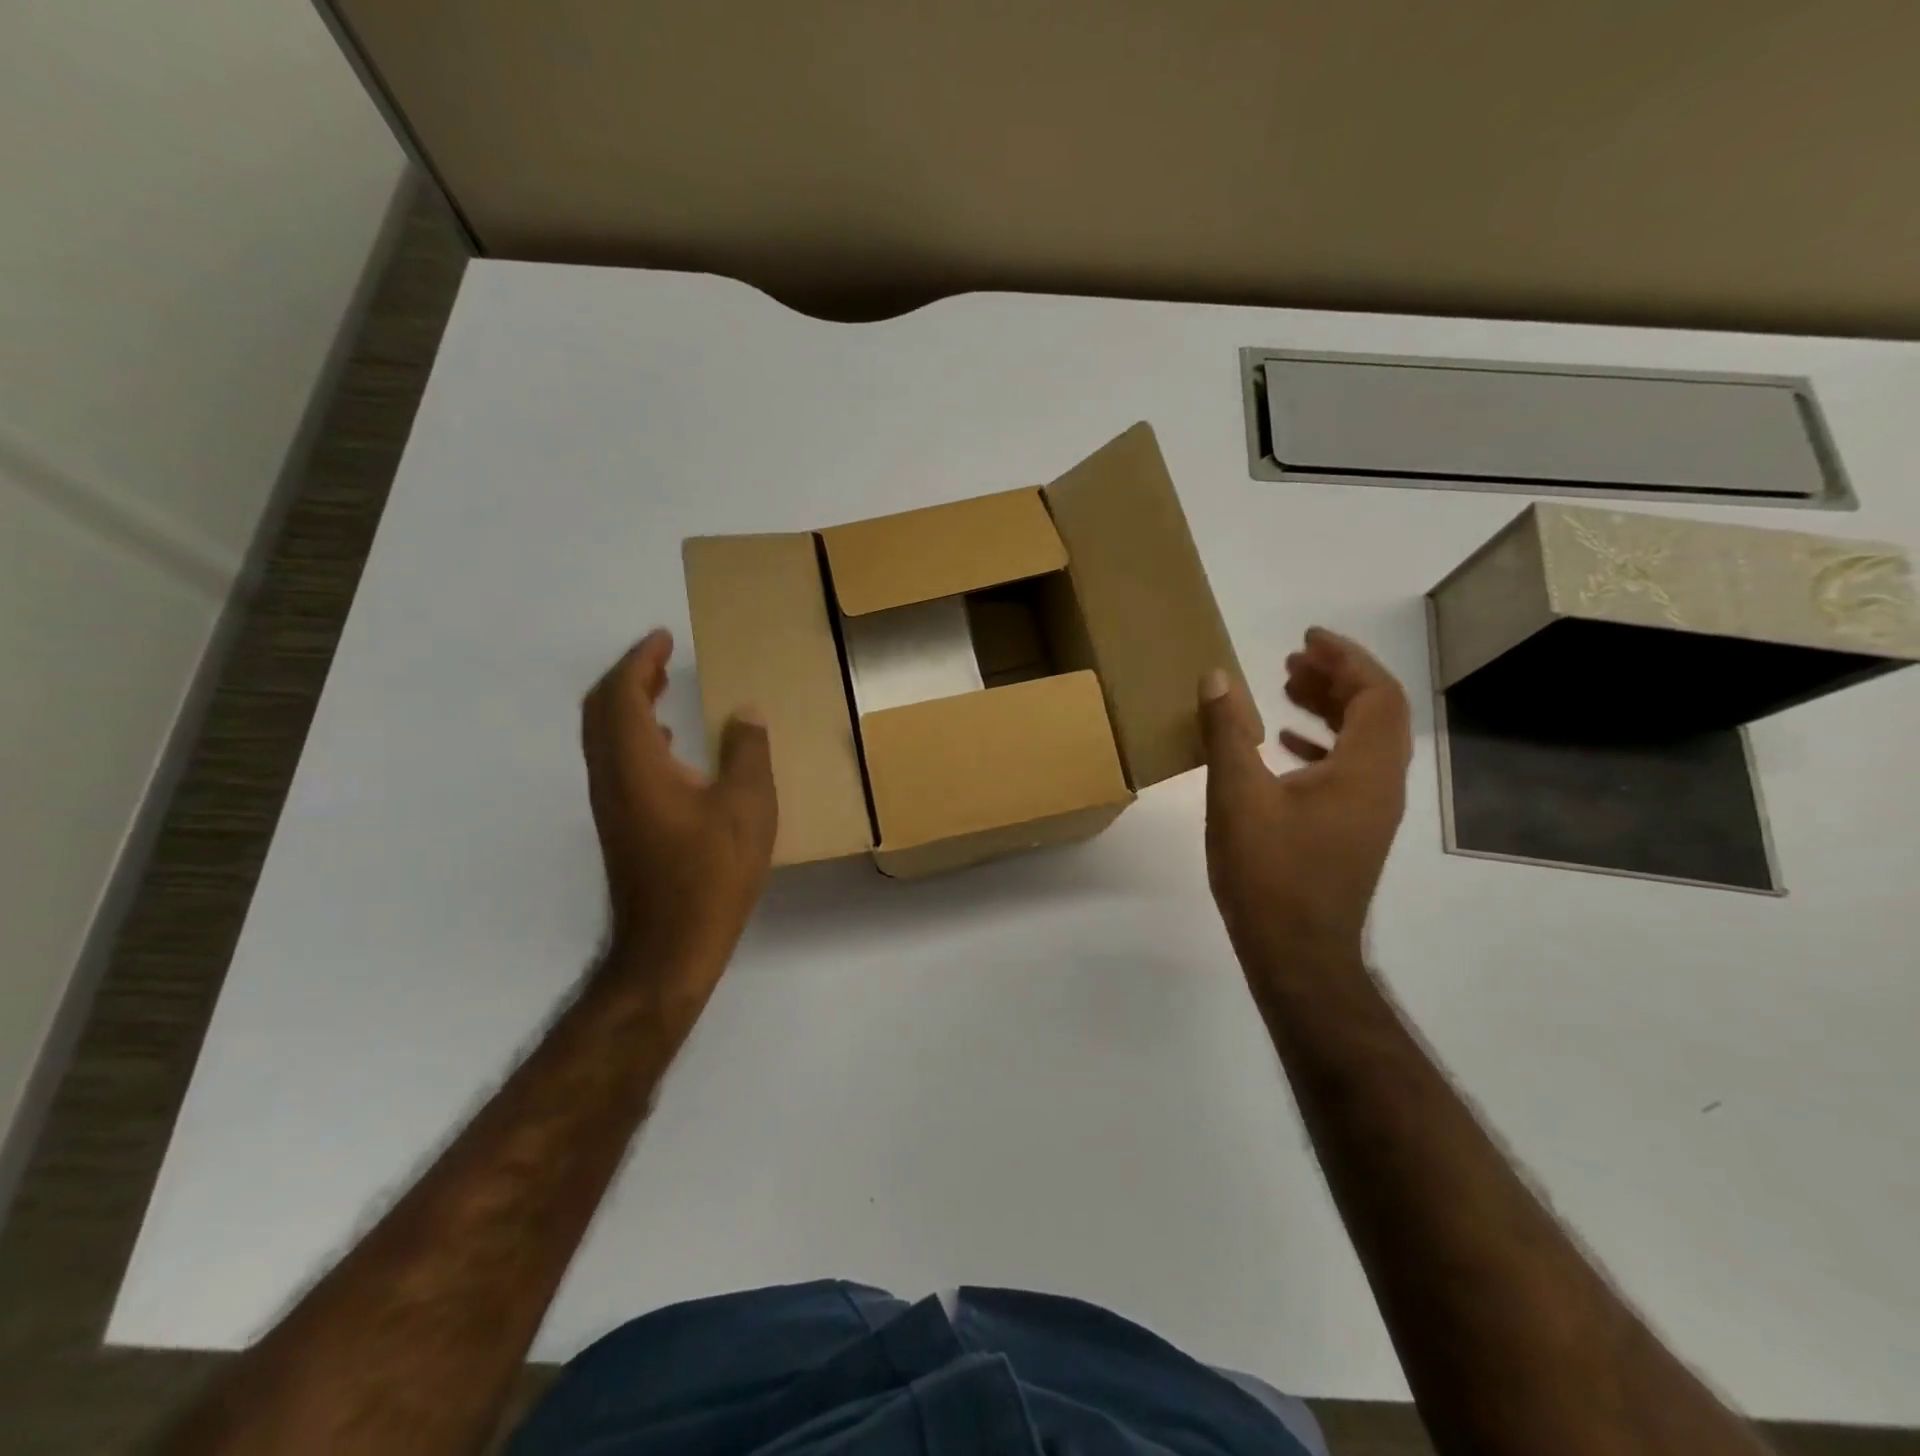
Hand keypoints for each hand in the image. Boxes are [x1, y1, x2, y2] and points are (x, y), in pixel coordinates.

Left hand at [581, 630, 776, 1002]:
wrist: (669, 947)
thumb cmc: (711, 873)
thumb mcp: (748, 807)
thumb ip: (747, 752)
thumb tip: (745, 713)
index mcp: (636, 763)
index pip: (622, 693)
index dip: (640, 660)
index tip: (663, 638)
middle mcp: (611, 777)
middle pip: (601, 710)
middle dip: (628, 676)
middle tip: (661, 658)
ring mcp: (611, 804)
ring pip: (604, 736)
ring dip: (628, 705)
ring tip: (663, 690)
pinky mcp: (619, 825)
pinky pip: (615, 760)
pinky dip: (634, 736)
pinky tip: (669, 748)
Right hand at [1198, 628, 1411, 977]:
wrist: (1297, 955)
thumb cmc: (1270, 873)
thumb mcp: (1237, 795)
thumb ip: (1226, 732)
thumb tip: (1217, 677)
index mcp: (1365, 770)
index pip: (1377, 694)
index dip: (1346, 659)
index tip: (1306, 639)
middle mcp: (1381, 787)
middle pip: (1376, 714)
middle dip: (1336, 679)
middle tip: (1291, 661)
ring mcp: (1370, 813)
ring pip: (1363, 744)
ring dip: (1329, 710)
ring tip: (1283, 692)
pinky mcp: (1352, 833)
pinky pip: (1349, 772)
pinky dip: (1321, 747)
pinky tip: (1281, 748)